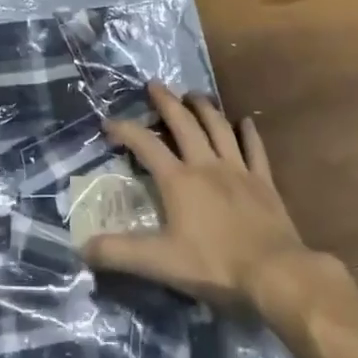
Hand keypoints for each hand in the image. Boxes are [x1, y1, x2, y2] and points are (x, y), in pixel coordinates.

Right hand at [85, 82, 326, 316]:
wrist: (276, 273)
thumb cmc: (215, 266)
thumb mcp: (160, 262)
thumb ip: (119, 253)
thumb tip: (82, 248)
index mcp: (178, 180)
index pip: (146, 145)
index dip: (125, 130)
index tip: (109, 122)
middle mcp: (206, 165)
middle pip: (184, 124)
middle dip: (167, 102)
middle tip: (156, 85)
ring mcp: (238, 170)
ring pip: (219, 128)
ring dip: (205, 108)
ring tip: (194, 95)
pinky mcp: (263, 182)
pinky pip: (255, 149)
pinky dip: (248, 133)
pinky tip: (245, 122)